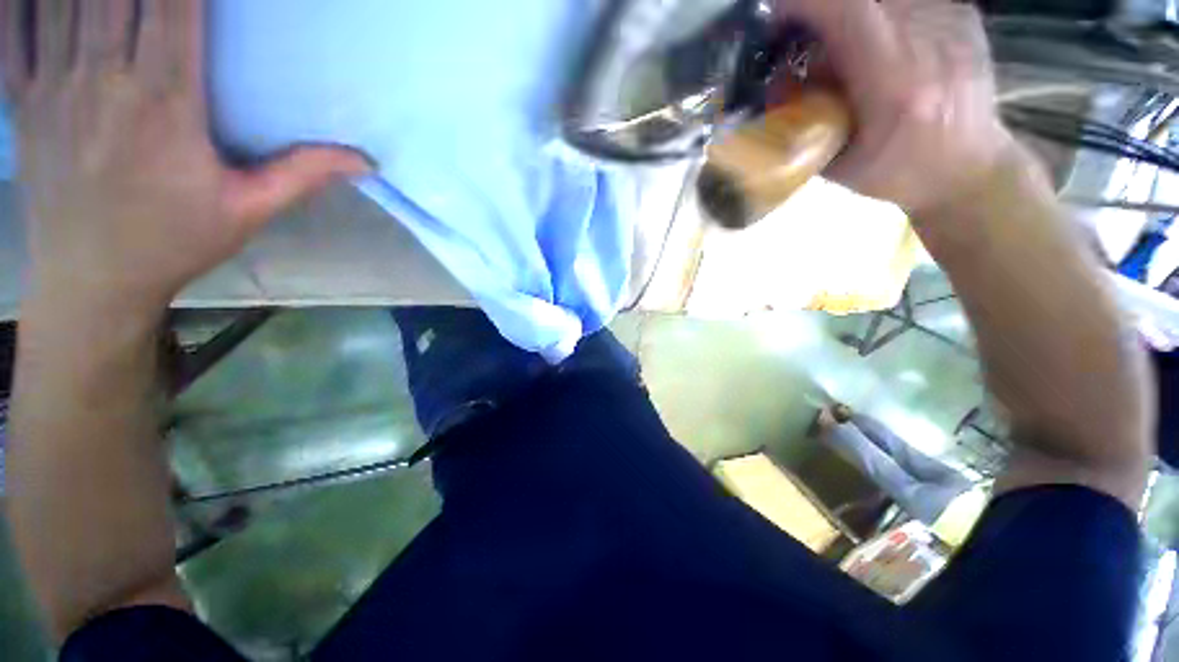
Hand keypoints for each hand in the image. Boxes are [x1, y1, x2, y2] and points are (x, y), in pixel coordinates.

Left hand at [2, 0, 370, 318]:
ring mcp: (54, 86)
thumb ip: (302, 174)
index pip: (175, 4)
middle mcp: (104, 79)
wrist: (91, 281)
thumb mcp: (249, 211)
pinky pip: (12, 27)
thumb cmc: (174, 242)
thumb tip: (365, 161)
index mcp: (164, 104)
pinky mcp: (23, 100)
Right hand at [775, 0, 1017, 214]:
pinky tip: (879, 45)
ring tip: (843, 49)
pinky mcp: (961, 13)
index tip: (776, 14)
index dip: (807, 4)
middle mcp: (929, 40)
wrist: (971, 169)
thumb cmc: (899, 173)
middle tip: (801, 36)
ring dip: (852, 15)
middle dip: (823, 11)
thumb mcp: (840, 163)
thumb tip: (779, 82)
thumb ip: (810, 121)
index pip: (849, 13)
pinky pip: (904, 0)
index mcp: (897, 84)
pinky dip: (880, 16)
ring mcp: (951, 20)